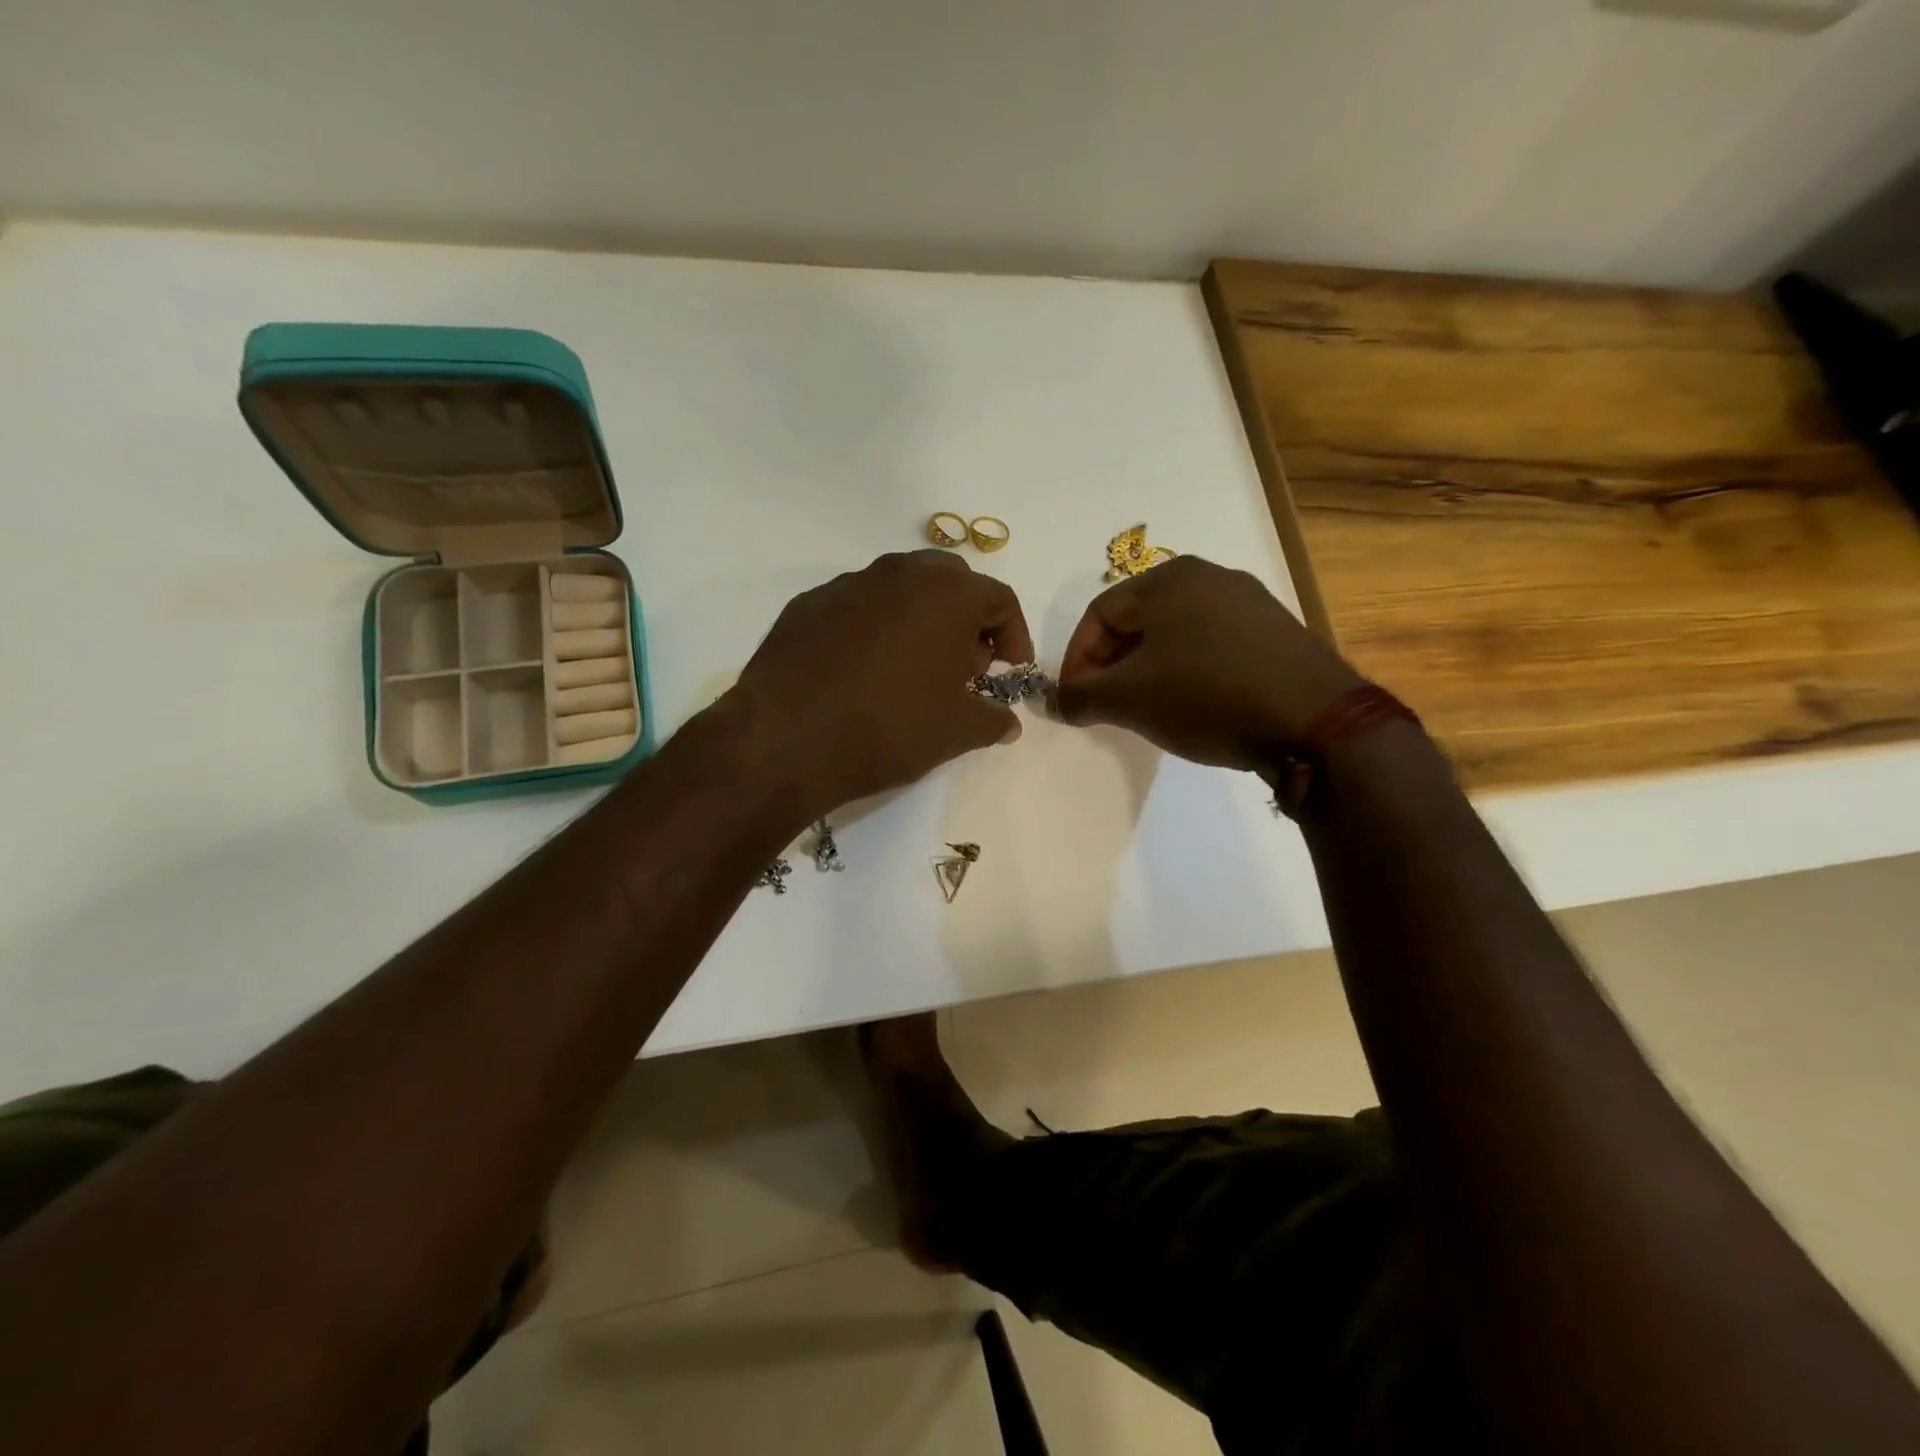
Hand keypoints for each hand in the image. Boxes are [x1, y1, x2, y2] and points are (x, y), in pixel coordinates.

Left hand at [732, 551, 1033, 811]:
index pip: (999, 598)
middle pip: (950, 582)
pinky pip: (858, 607)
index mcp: (947, 593)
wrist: (787, 739)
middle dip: (967, 619)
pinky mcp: (808, 604)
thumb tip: (1007, 722)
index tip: (1010, 668)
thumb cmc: (890, 727)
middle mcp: (899, 573)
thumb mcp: (958, 732)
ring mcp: (848, 584)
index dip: (1014, 634)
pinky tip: (865, 671)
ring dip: (920, 620)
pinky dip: (875, 629)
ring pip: (901, 589)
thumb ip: (993, 720)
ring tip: (915, 669)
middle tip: (965, 665)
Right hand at [1055, 556, 1362, 770]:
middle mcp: (1208, 576)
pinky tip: (1194, 704)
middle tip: (1106, 706)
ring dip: (1148, 671)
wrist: (1315, 720)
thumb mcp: (1130, 699)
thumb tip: (1057, 702)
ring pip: (1175, 634)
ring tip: (1147, 709)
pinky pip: (1211, 645)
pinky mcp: (1275, 630)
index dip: (1077, 660)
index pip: (1099, 614)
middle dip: (1112, 666)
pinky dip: (1188, 671)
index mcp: (1168, 579)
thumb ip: (1082, 697)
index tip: (1074, 701)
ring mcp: (1247, 601)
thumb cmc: (1208, 696)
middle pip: (1137, 621)